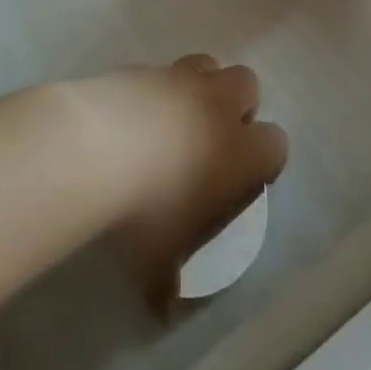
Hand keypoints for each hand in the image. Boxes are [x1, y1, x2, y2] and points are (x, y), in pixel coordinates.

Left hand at [75, 57, 286, 306]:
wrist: (93, 148)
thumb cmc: (145, 210)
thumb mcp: (159, 259)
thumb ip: (169, 277)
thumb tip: (163, 304)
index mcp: (242, 150)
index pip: (276, 144)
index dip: (262, 160)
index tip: (242, 180)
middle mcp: (219, 105)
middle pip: (249, 85)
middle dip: (237, 106)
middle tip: (212, 138)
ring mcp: (180, 78)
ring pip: (209, 65)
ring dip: (201, 86)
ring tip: (176, 117)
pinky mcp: (143, 66)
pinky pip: (162, 71)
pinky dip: (157, 88)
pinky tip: (134, 115)